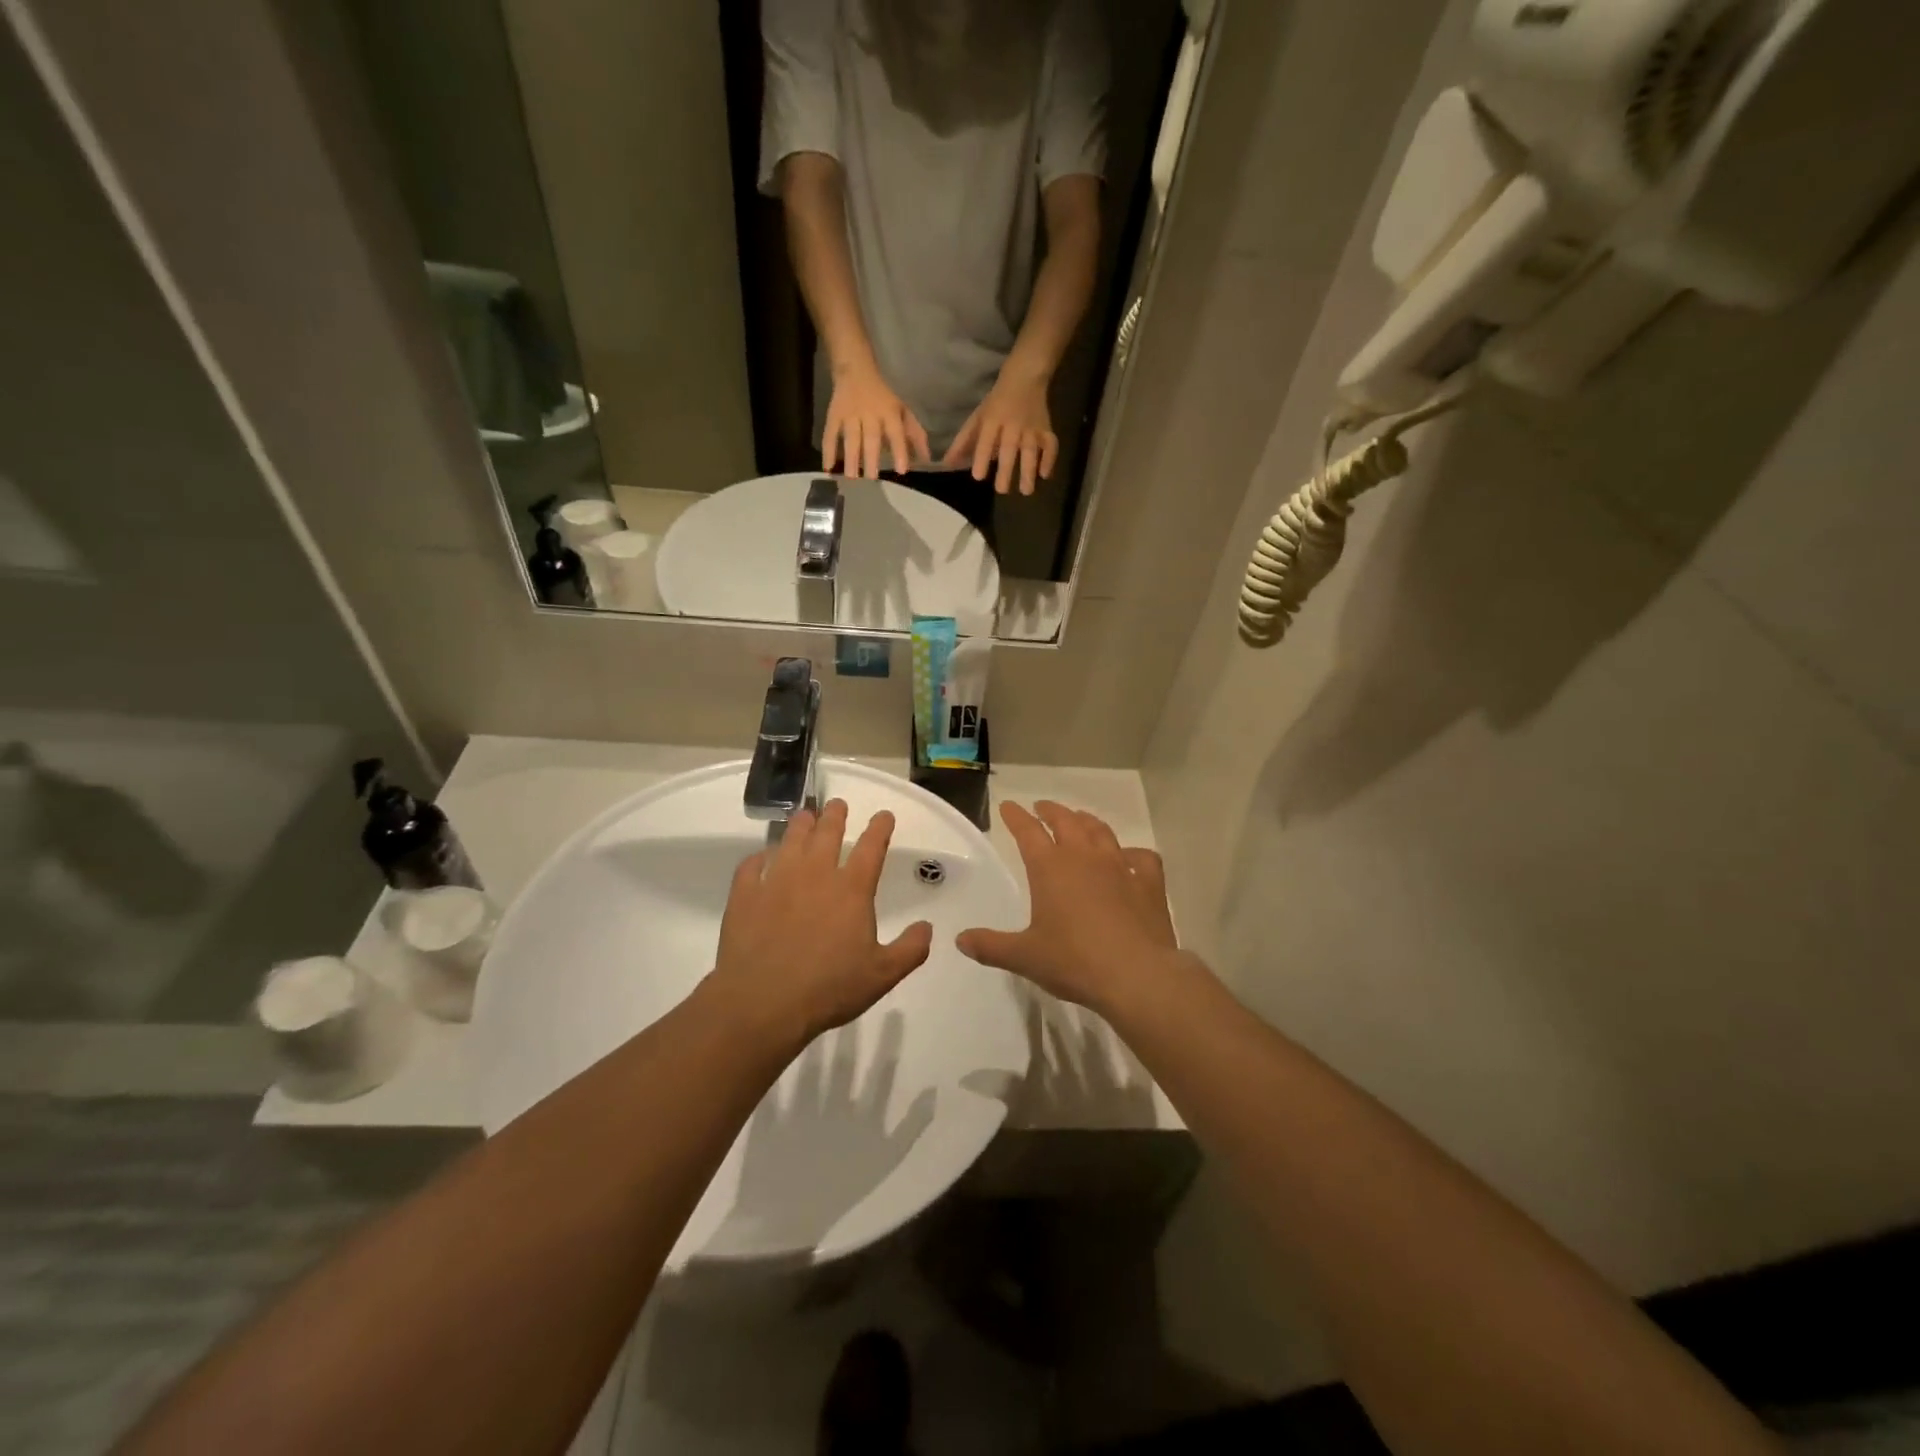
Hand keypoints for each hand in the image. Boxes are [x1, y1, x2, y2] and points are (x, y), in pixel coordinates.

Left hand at [710, 800, 932, 1049]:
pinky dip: (757, 858)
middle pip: (827, 834)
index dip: (880, 828)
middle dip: (835, 816)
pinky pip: (751, 867)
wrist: (763, 1002)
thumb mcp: (883, 975)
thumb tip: (927, 927)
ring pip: (790, 841)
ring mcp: (776, 881)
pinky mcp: (745, 896)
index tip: (883, 815)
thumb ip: (910, 949)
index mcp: (851, 890)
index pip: (871, 848)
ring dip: (800, 826)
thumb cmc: (829, 988)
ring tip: (804, 816)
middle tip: (837, 805)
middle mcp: (815, 875)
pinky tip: (760, 858)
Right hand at [825, 361, 930, 478]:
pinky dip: (828, 450)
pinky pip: (830, 433)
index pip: (896, 433)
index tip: (902, 470)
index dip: (900, 451)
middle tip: (872, 479)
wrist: (855, 370)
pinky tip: (827, 468)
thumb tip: (927, 459)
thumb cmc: (884, 397)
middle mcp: (870, 414)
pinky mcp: (834, 415)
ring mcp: (850, 414)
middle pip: (871, 437)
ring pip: (851, 437)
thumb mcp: (903, 410)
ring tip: (852, 477)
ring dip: (851, 457)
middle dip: (871, 458)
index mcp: (889, 412)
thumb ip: (915, 435)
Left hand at [942, 368, 1057, 495]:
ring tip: (1026, 491)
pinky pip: (1051, 445)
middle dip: (1006, 470)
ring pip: (1031, 450)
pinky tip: (1045, 475)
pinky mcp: (1047, 429)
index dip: (982, 458)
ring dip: (1029, 470)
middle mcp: (1012, 425)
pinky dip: (1050, 459)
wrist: (1025, 376)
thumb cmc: (997, 401)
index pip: (986, 440)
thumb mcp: (978, 416)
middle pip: (1009, 448)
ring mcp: (1032, 427)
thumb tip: (947, 463)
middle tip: (1001, 490)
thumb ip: (964, 441)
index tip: (978, 477)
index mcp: (993, 420)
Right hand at [956, 801, 1182, 1015]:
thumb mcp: (1025, 957)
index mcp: (1050, 868)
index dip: (1016, 817)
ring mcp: (1120, 867)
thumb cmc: (1074, 962)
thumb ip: (991, 946)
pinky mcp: (1149, 883)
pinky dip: (1133, 853)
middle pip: (1066, 821)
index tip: (1008, 806)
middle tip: (1042, 808)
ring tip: (1080, 820)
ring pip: (1101, 832)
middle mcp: (1084, 857)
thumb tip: (960, 940)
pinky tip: (1130, 858)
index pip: (1028, 831)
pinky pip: (1142, 858)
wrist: (1137, 975)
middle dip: (1051, 811)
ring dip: (1087, 822)